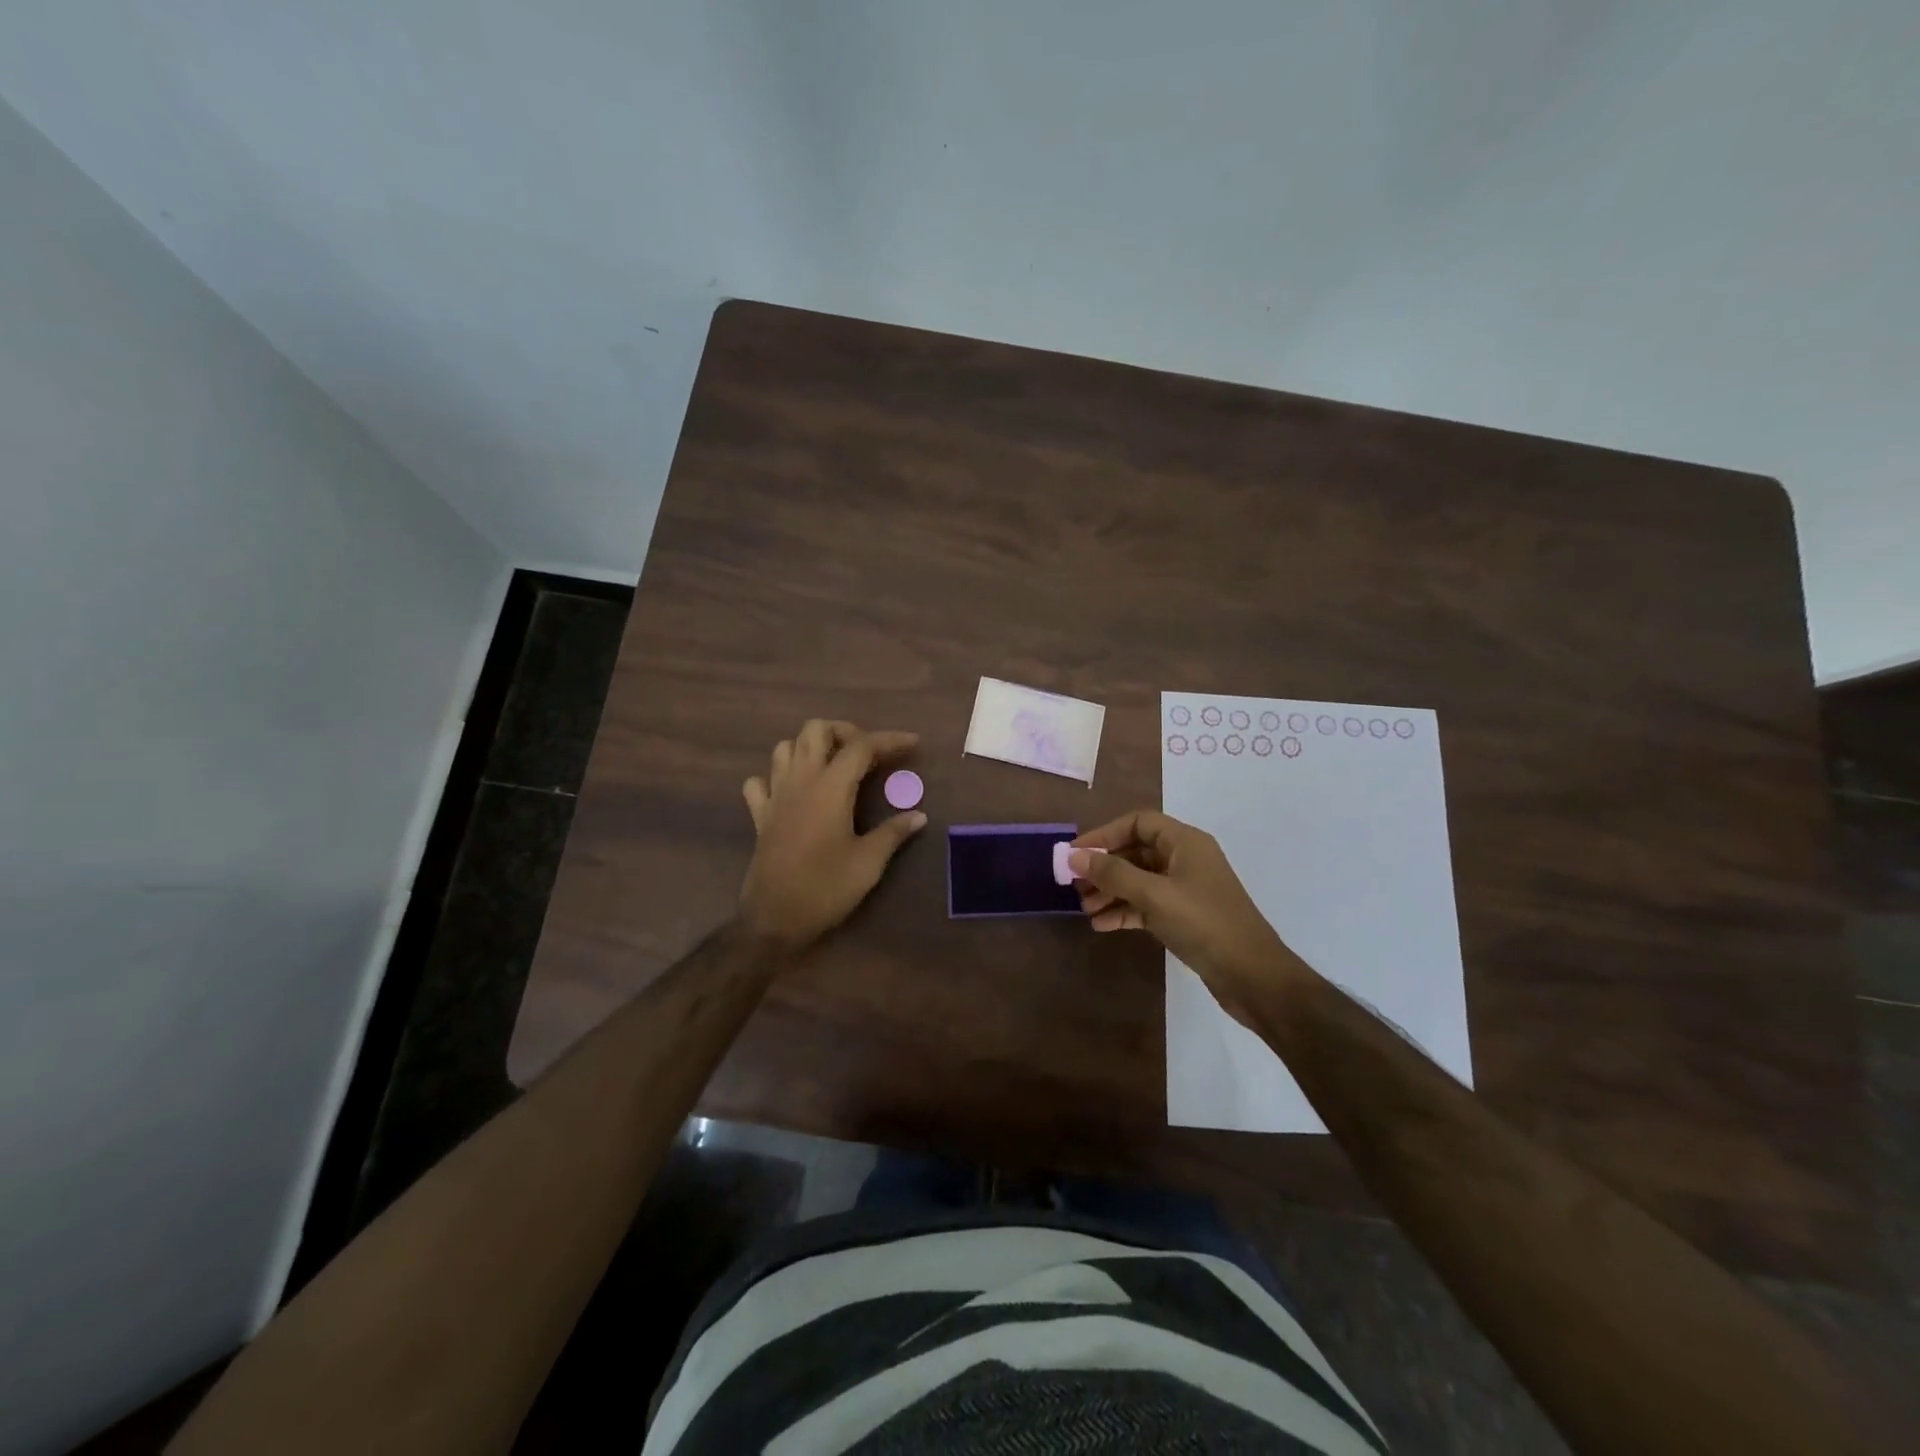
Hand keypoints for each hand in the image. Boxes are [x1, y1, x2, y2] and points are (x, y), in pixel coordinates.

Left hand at [739, 719, 926, 950]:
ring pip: (785, 747)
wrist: (774, 919)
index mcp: (830, 788)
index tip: (913, 743)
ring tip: (834, 766)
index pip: (861, 746)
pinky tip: (793, 791)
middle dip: (844, 732)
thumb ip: (893, 833)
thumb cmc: (825, 888)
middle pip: (816, 729)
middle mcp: (800, 781)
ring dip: (810, 747)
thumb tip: (919, 816)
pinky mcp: (760, 816)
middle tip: (867, 754)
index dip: (889, 739)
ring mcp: (775, 796)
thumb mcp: (869, 863)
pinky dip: (776, 776)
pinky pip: (760, 781)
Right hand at [1069, 810, 1311, 1022]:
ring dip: (1111, 891)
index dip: (1105, 834)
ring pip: (1139, 880)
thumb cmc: (1204, 924)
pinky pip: (1147, 904)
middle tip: (1074, 884)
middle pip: (1136, 851)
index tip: (1076, 853)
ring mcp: (1186, 889)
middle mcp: (1186, 859)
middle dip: (1104, 867)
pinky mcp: (1185, 917)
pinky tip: (1102, 925)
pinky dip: (1125, 911)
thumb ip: (1113, 874)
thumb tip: (1074, 856)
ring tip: (1085, 909)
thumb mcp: (1154, 895)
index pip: (1138, 823)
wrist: (1253, 976)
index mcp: (1185, 842)